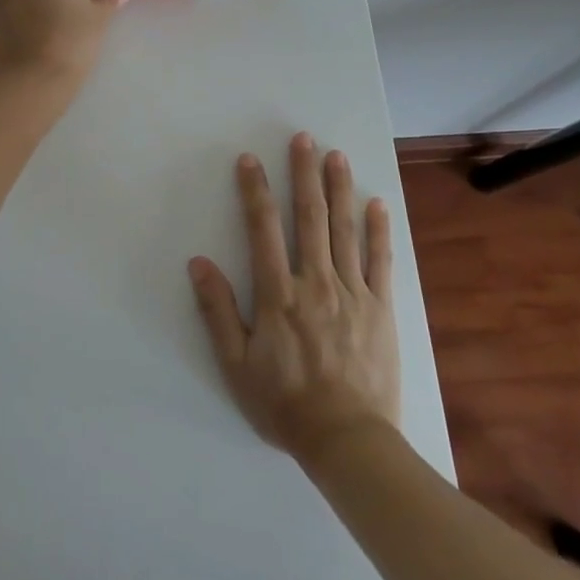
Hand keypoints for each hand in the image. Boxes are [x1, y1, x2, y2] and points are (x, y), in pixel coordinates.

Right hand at [189, 132, 400, 464]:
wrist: (347, 440)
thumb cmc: (284, 403)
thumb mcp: (236, 364)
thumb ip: (217, 311)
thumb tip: (198, 263)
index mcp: (278, 293)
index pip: (263, 229)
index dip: (255, 190)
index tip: (250, 159)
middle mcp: (316, 281)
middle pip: (309, 217)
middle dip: (304, 174)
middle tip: (303, 139)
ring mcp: (353, 292)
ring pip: (344, 230)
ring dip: (339, 189)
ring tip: (336, 156)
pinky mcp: (381, 308)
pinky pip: (381, 261)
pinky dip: (378, 231)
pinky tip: (377, 204)